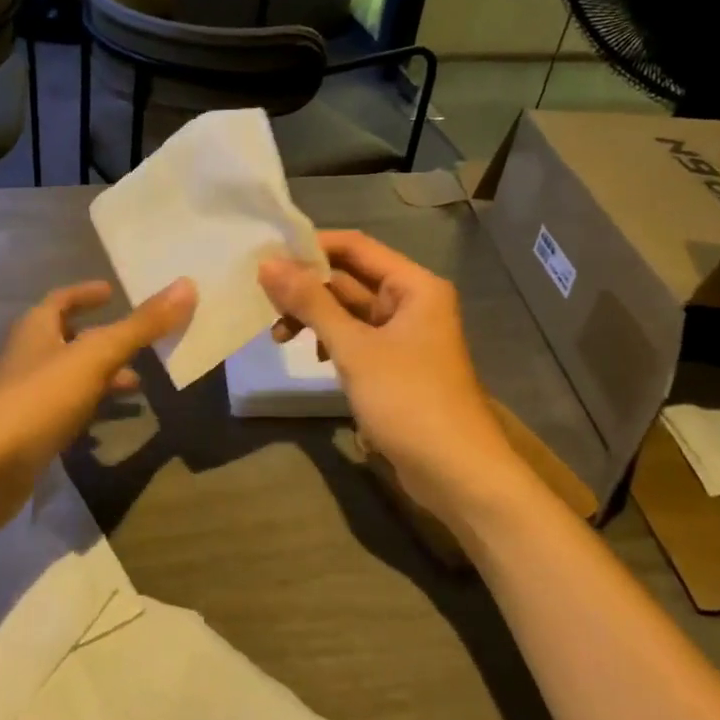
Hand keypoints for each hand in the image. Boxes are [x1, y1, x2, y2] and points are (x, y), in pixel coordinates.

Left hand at [0, 278, 195, 537]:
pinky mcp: (32, 433)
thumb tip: (187, 285)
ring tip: (141, 384)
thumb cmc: (39, 400)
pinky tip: (114, 421)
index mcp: (37, 330)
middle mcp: (30, 358)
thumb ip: (140, 326)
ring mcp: (28, 397)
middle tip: (142, 342)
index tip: (111, 290)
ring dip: (103, 376)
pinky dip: (93, 409)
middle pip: (68, 339)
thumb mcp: (95, 357)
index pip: (61, 300)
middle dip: (103, 338)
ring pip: (72, 377)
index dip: (85, 293)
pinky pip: (69, 411)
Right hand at [260, 232, 516, 523]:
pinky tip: (311, 355)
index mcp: (413, 285)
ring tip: (277, 335)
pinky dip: (330, 341)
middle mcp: (411, 302)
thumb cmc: (408, 400)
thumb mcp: (354, 348)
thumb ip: (311, 303)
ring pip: (349, 311)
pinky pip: (356, 338)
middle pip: (350, 278)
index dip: (311, 247)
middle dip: (306, 288)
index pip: (355, 246)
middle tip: (263, 302)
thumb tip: (268, 264)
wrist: (456, 473)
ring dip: (314, 317)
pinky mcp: (396, 365)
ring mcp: (404, 335)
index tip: (266, 257)